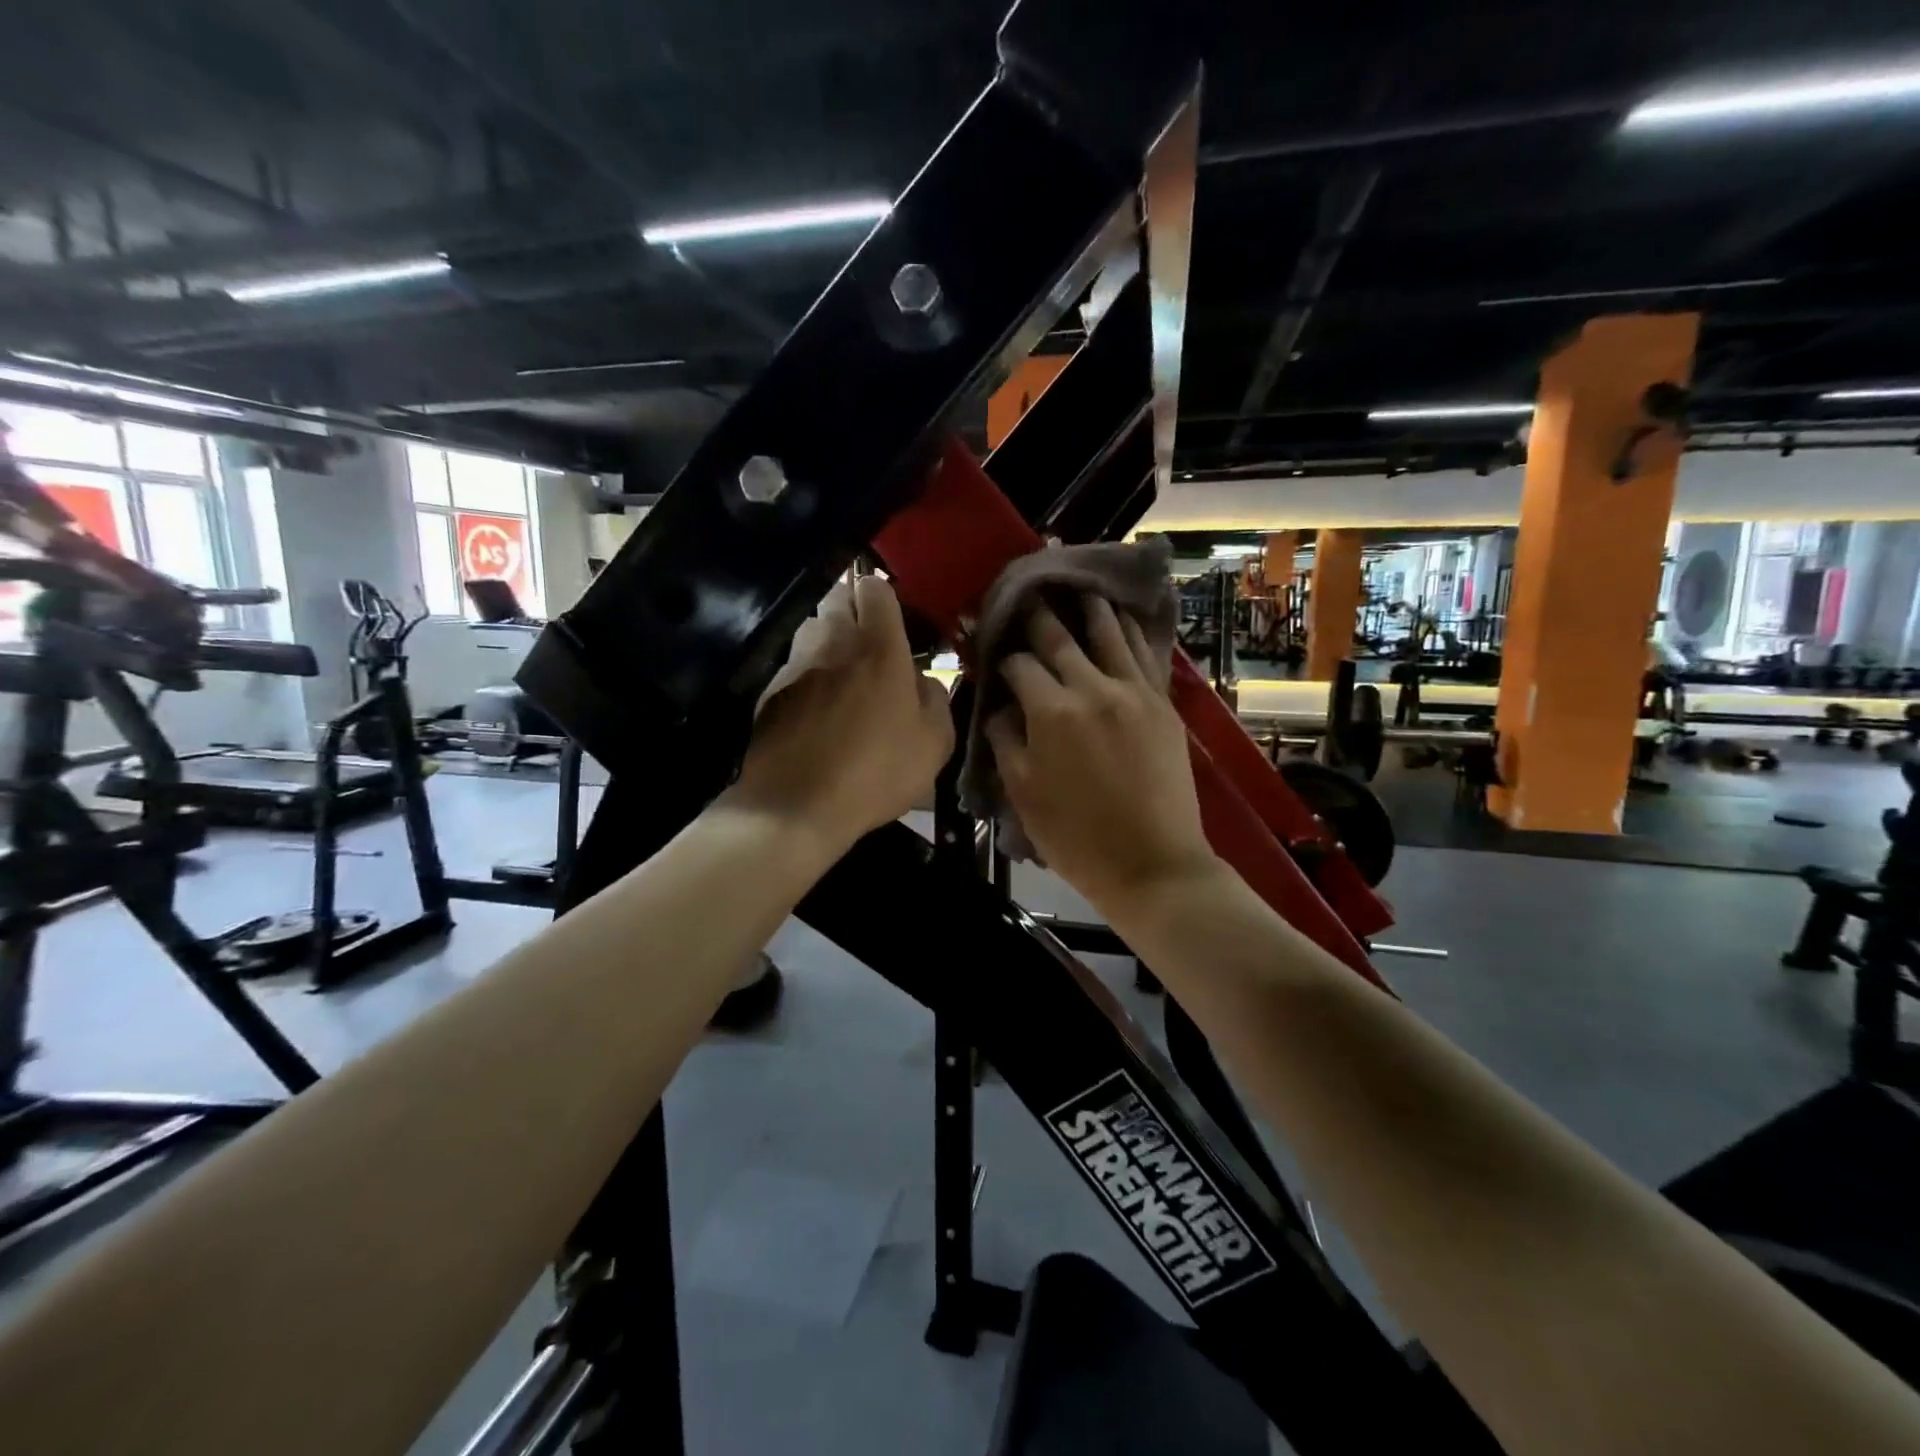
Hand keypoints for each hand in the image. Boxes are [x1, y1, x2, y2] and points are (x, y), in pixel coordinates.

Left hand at [729, 575, 953, 856]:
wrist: (797, 806)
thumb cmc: (876, 772)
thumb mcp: (934, 743)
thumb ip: (935, 698)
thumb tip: (922, 679)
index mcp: (879, 648)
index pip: (875, 588)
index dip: (884, 597)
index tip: (894, 622)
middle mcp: (833, 643)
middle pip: (837, 597)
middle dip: (854, 610)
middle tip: (871, 644)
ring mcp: (795, 664)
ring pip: (811, 627)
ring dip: (828, 639)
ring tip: (842, 674)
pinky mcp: (770, 691)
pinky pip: (793, 664)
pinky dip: (807, 674)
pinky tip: (816, 710)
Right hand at [986, 596, 1217, 910]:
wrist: (1152, 864)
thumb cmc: (1077, 838)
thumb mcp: (1023, 794)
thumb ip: (1005, 741)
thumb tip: (1000, 706)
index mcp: (1051, 712)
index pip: (1019, 665)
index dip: (1001, 655)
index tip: (992, 648)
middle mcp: (1092, 688)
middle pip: (1059, 637)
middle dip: (1038, 614)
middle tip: (1028, 591)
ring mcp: (1133, 691)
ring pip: (1108, 632)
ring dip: (1089, 606)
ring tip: (1078, 585)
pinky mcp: (1162, 703)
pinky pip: (1143, 653)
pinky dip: (1130, 628)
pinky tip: (1123, 614)